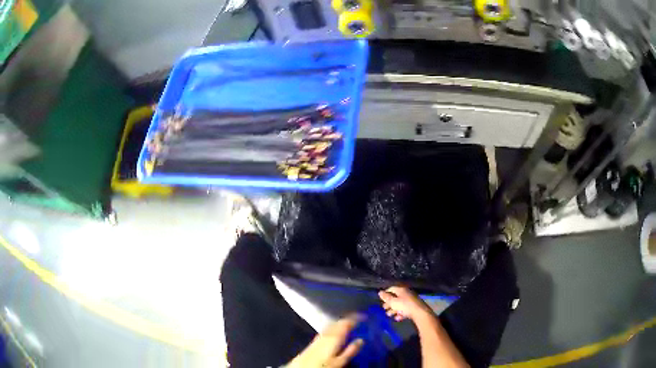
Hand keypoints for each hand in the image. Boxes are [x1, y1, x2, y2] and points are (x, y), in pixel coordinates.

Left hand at [287, 314, 364, 367]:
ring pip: (331, 325)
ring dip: (340, 323)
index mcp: (334, 337)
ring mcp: (318, 337)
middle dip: (347, 320)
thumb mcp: (340, 361)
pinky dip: (333, 328)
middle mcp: (326, 334)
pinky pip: (326, 330)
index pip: (345, 323)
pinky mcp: (313, 341)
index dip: (355, 318)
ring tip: (348, 324)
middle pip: (338, 323)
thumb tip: (361, 340)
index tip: (363, 316)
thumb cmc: (323, 366)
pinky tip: (335, 332)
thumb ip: (351, 350)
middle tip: (357, 319)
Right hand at [379, 286, 432, 321]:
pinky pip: (405, 309)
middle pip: (396, 297)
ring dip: (394, 310)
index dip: (385, 293)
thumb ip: (386, 297)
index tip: (381, 300)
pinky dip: (401, 313)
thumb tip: (380, 292)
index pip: (391, 289)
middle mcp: (407, 293)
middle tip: (384, 309)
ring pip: (400, 304)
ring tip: (390, 315)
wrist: (420, 313)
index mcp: (401, 290)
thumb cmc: (405, 306)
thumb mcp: (393, 302)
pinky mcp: (414, 307)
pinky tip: (398, 318)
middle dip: (389, 303)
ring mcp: (411, 300)